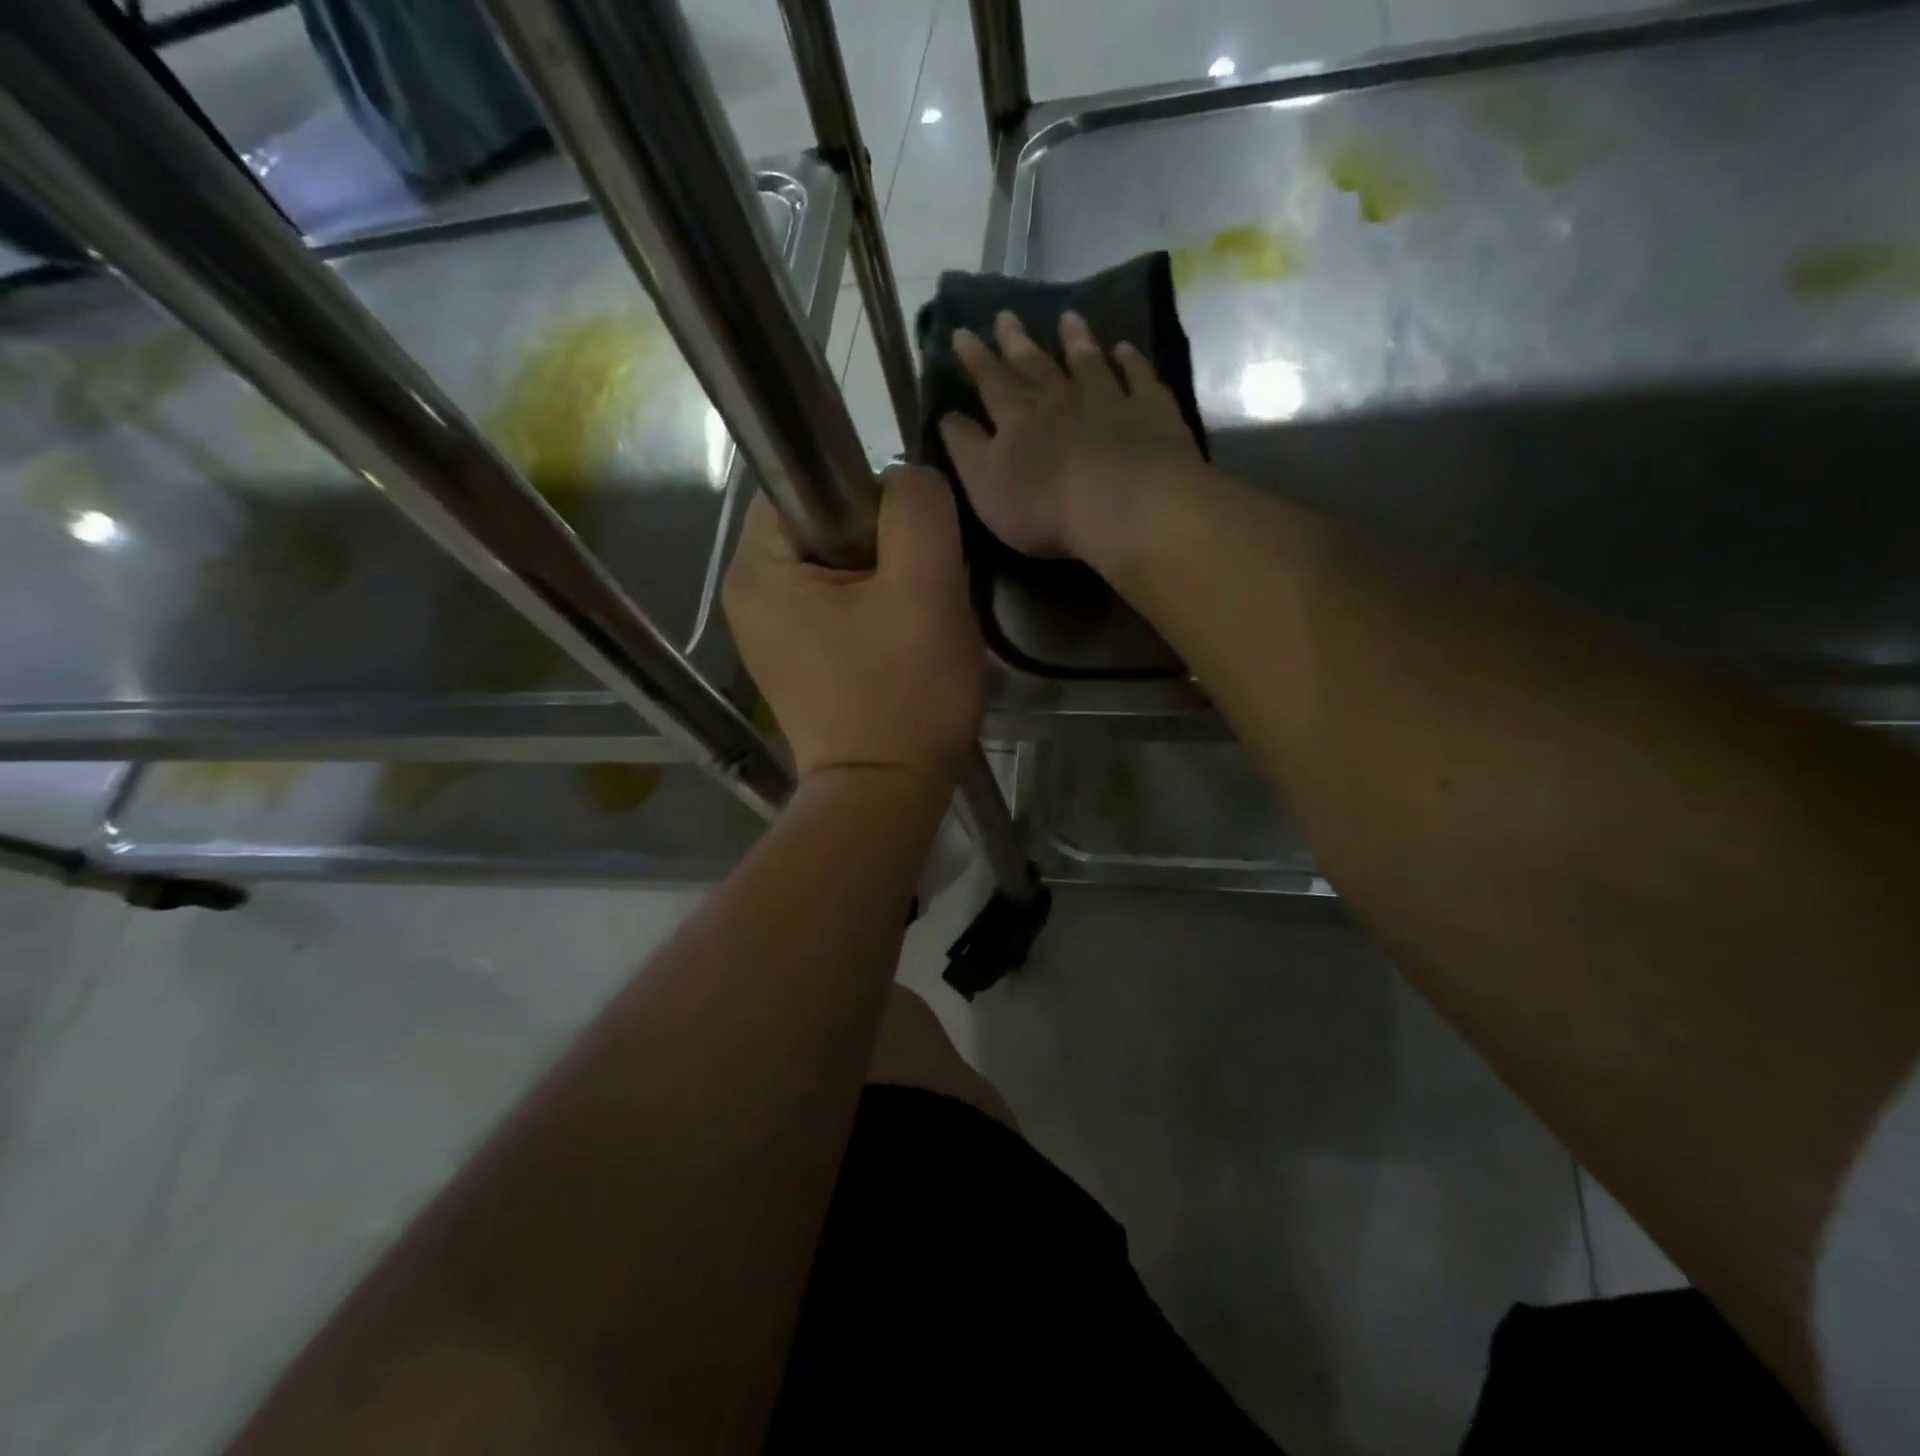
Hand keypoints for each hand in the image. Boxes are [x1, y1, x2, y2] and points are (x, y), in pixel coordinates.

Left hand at [723, 465, 984, 784]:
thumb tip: (905, 482)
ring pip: (839, 567)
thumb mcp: (925, 588)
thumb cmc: (904, 694)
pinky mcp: (797, 660)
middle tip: (921, 590)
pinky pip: (838, 606)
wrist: (887, 794)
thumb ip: (917, 509)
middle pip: (825, 526)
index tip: (909, 548)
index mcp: (758, 568)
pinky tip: (900, 644)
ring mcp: (770, 632)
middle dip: (883, 546)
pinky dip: (875, 611)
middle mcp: (749, 594)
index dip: (870, 500)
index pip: (808, 483)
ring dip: (886, 580)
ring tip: (915, 620)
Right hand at [939, 311, 1202, 564]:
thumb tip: (946, 415)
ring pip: (1087, 362)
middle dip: (1016, 341)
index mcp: (1017, 417)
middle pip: (1035, 364)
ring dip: (1076, 339)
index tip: (961, 332)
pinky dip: (1131, 361)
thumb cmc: (1045, 508)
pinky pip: (1138, 377)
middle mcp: (1060, 398)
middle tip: (1005, 315)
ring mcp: (1108, 399)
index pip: (989, 380)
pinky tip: (1125, 349)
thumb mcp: (985, 486)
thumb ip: (965, 449)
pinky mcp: (1150, 411)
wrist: (1125, 506)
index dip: (974, 358)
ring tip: (1068, 317)